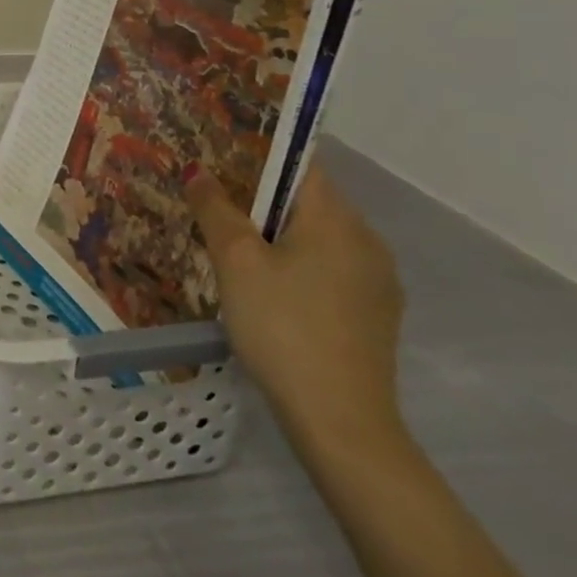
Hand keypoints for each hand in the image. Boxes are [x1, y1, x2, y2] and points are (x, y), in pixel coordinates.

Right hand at [186, 165, 404, 454]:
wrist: (340, 423)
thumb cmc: (283, 326)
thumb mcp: (235, 261)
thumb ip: (215, 209)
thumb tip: (199, 172)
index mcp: (338, 220)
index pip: (301, 164)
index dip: (260, 154)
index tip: (220, 155)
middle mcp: (368, 242)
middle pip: (309, 200)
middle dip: (262, 196)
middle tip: (213, 199)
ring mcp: (377, 283)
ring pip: (319, 237)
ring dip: (279, 233)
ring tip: (232, 243)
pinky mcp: (375, 316)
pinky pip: (331, 269)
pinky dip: (298, 264)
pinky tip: (267, 287)